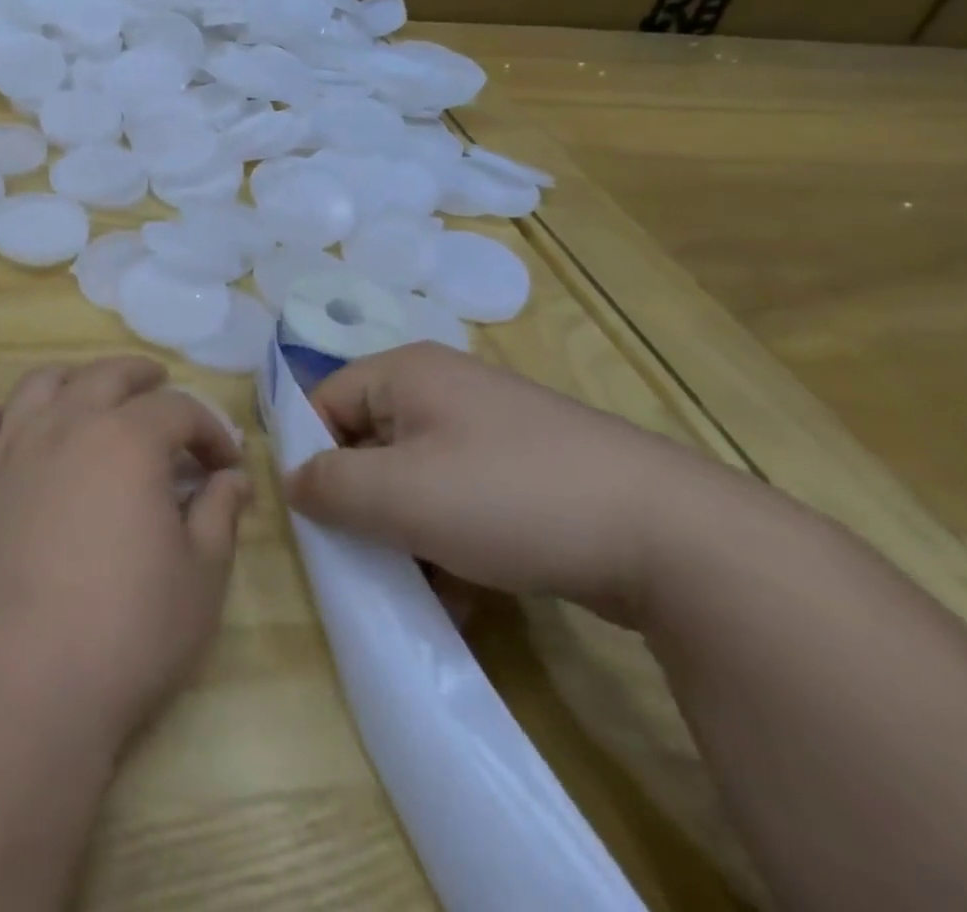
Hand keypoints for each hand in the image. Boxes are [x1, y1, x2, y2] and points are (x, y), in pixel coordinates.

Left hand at [0, 356, 251, 755]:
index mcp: (128, 440)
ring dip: (73, 378)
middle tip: (161, 388)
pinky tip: (15, 425)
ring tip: (89, 392)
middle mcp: (66, 425)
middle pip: (106, 375)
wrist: (18, 684)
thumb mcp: (201, 578)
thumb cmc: (125, 631)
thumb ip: (220, 515)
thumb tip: (233, 479)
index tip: (226, 463)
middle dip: (142, 377)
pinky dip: (2, 412)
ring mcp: (10, 448)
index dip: (210, 430)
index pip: (179, 409)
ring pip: (40, 383)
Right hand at [284, 343, 734, 623]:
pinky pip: (462, 499)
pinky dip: (451, 540)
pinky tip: (467, 592)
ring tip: (422, 584)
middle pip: (370, 443)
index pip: (325, 401)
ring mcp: (492, 429)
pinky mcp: (529, 470)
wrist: (674, 538)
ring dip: (407, 533)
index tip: (320, 516)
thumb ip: (328, 486)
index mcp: (408, 373)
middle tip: (367, 555)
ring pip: (416, 479)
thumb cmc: (510, 497)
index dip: (313, 456)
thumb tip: (292, 482)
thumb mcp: (401, 495)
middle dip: (363, 504)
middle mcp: (445, 389)